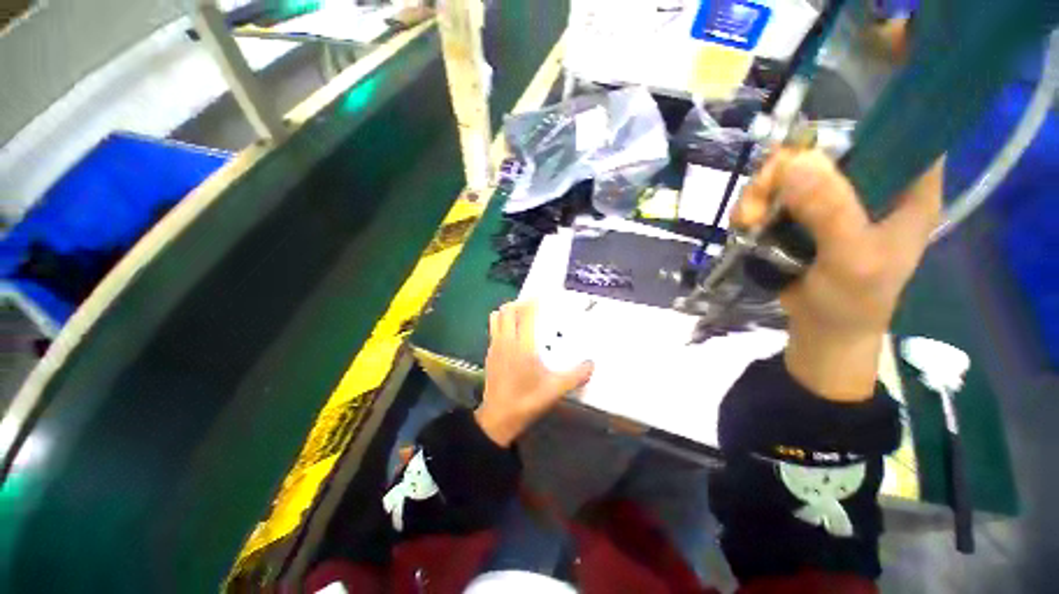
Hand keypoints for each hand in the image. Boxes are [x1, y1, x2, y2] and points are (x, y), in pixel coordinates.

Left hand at [475, 302, 593, 446]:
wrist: (498, 418)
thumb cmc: (527, 401)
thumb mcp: (555, 389)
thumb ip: (576, 375)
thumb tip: (592, 363)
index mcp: (523, 345)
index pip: (525, 313)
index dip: (533, 301)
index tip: (543, 296)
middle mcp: (506, 341)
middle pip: (507, 310)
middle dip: (520, 303)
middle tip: (534, 307)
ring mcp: (495, 346)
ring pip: (497, 317)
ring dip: (508, 311)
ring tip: (522, 317)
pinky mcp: (489, 353)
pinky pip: (493, 328)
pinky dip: (502, 323)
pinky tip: (513, 335)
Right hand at [734, 150, 941, 399]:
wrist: (822, 329)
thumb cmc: (853, 301)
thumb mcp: (851, 259)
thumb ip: (831, 212)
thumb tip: (796, 161)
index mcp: (908, 188)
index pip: (899, 130)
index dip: (862, 122)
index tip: (819, 142)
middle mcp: (870, 183)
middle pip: (825, 147)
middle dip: (784, 170)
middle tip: (760, 203)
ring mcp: (832, 197)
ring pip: (789, 171)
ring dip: (760, 193)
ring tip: (746, 222)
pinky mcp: (801, 213)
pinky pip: (771, 193)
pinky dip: (752, 205)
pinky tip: (745, 225)